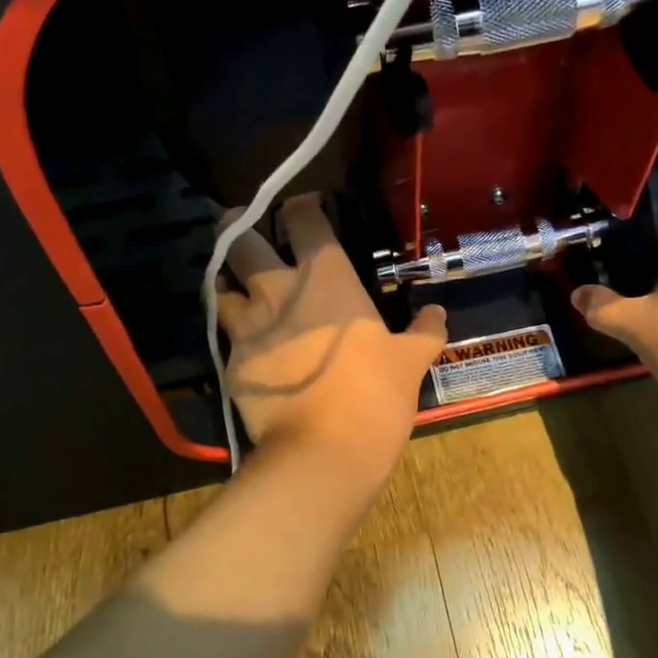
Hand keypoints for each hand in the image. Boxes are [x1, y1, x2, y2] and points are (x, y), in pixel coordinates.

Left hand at [217, 193, 447, 475]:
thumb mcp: (410, 361)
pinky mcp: (231, 361)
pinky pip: (223, 334)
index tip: (304, 209)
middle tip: (245, 232)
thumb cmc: (375, 395)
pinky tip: (245, 342)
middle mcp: (278, 290)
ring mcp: (248, 325)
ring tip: (237, 288)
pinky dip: (231, 331)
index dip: (301, 206)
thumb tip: (437, 313)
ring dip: (227, 281)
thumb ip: (424, 331)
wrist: (323, 451)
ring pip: (219, 284)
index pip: (303, 218)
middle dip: (238, 229)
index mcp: (326, 278)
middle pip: (241, 239)